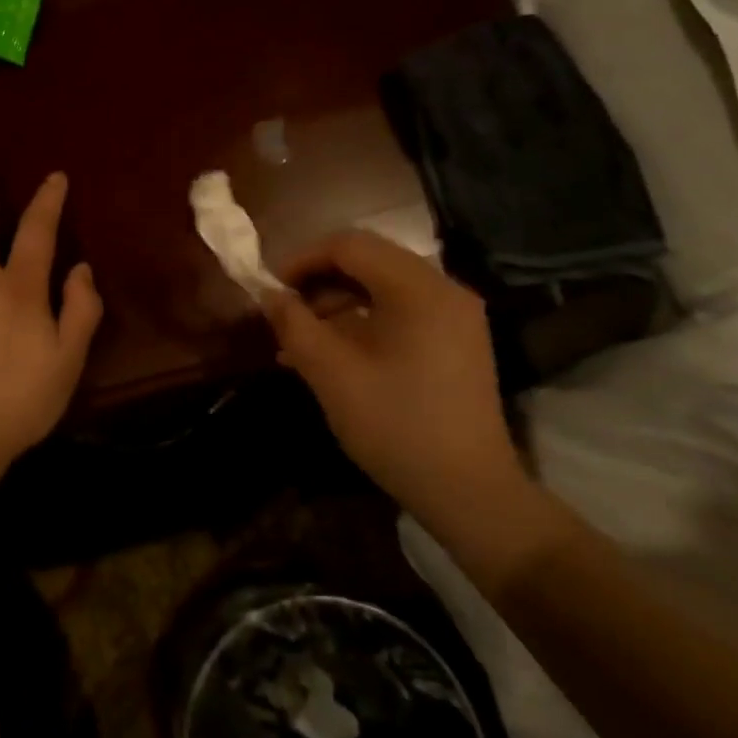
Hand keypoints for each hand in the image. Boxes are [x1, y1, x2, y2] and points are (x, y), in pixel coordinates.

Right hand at [264, 230, 522, 528]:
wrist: (469, 492)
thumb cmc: (396, 426)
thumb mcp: (332, 374)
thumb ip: (294, 326)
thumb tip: (268, 295)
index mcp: (418, 289)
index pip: (350, 245)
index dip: (302, 260)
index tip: (271, 291)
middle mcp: (443, 290)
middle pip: (368, 262)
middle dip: (318, 283)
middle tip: (285, 317)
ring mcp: (454, 316)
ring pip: (381, 287)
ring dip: (336, 305)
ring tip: (300, 343)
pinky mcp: (456, 341)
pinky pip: (400, 313)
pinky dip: (362, 323)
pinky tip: (332, 356)